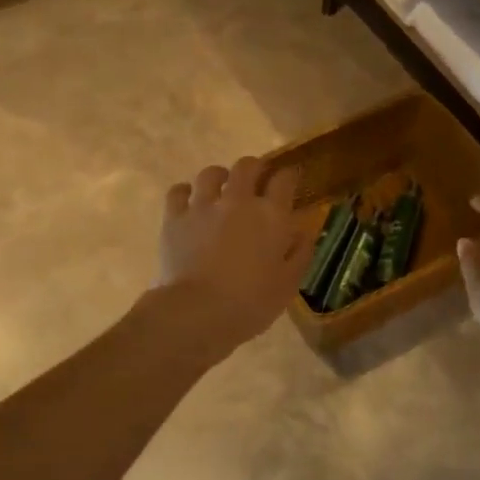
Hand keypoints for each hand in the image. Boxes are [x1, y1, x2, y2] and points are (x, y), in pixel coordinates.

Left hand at [153, 157, 312, 360]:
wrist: (198, 313)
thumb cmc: (251, 303)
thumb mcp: (288, 283)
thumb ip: (300, 253)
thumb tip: (304, 231)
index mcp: (271, 215)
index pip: (284, 179)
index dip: (289, 175)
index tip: (290, 179)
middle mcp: (238, 201)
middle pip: (247, 166)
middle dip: (255, 167)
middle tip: (256, 178)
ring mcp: (203, 206)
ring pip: (210, 173)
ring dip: (219, 176)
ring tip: (221, 186)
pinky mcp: (175, 218)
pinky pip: (178, 191)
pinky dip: (185, 192)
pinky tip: (188, 200)